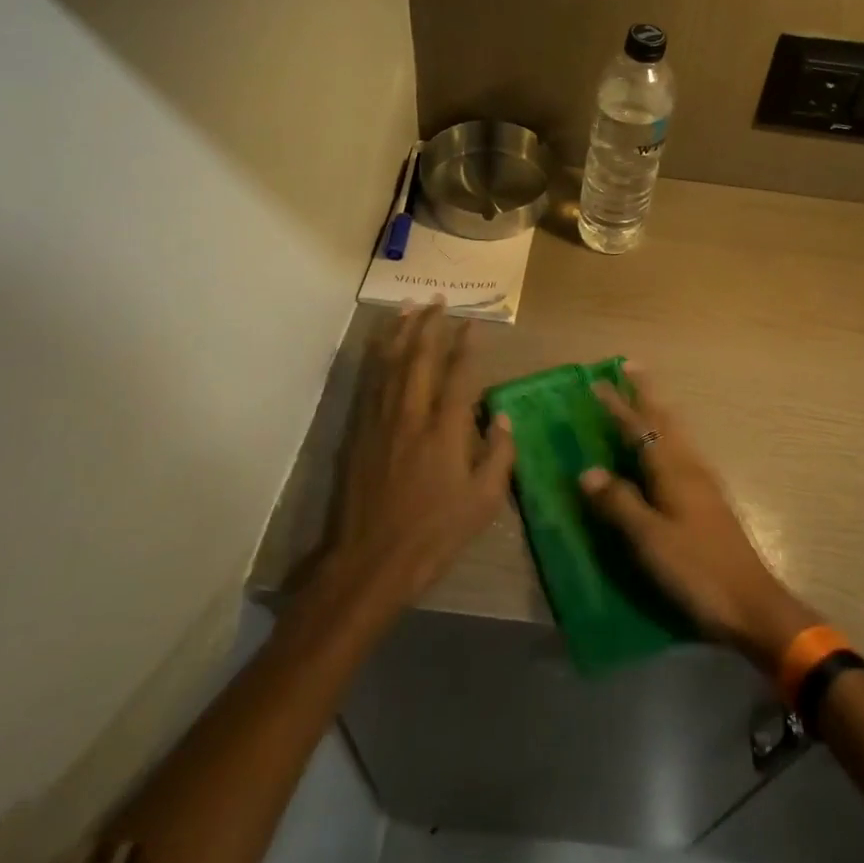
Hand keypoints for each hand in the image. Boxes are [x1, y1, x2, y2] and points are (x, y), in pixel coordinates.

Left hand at [325, 302, 515, 614]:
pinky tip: (381, 346)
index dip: (466, 344)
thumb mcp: (483, 503)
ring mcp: (380, 420)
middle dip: (431, 324)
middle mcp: (411, 414)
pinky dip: (376, 357)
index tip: (473, 322)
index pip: (458, 373)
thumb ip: (498, 456)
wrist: (369, 562)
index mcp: (444, 430)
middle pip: (420, 357)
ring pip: (390, 363)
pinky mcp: (359, 432)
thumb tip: (504, 418)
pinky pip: (369, 382)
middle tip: (439, 300)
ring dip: (401, 331)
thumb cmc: (434, 535)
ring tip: (409, 307)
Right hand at [580, 368, 816, 671]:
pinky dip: (667, 437)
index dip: (618, 406)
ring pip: (676, 435)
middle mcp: (690, 468)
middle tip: (631, 368)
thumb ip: (620, 504)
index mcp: (674, 471)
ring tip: (645, 398)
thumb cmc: (697, 571)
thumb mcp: (650, 540)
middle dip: (646, 395)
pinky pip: (682, 453)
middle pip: (665, 421)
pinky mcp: (709, 502)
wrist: (752, 605)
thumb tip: (588, 471)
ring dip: (658, 412)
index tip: (598, 382)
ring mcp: (703, 484)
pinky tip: (666, 450)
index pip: (640, 428)